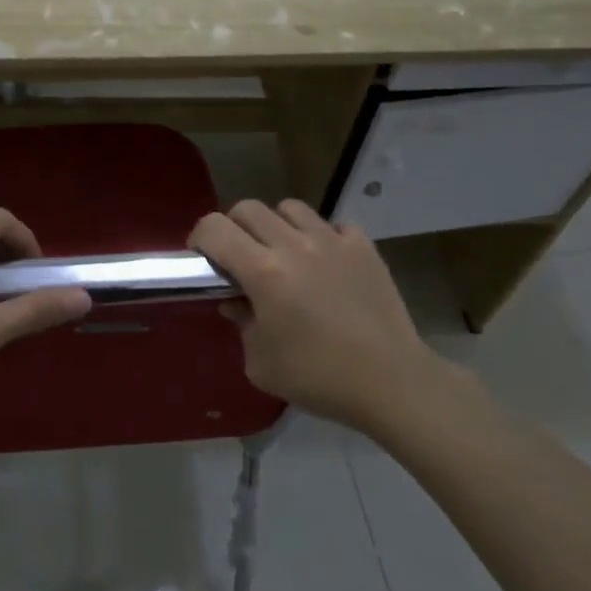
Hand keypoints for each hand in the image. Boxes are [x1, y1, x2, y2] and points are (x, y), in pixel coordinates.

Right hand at [189, 200, 473, 435]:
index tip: (202, 260)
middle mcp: (295, 245)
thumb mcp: (260, 362)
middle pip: (248, 209)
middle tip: (239, 259)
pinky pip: (332, 225)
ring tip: (282, 255)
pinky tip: (324, 264)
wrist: (391, 382)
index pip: (215, 229)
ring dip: (276, 226)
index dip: (200, 239)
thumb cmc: (318, 377)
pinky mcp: (363, 247)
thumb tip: (237, 301)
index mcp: (263, 272)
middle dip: (233, 228)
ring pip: (289, 208)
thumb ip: (241, 323)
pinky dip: (320, 237)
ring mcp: (333, 241)